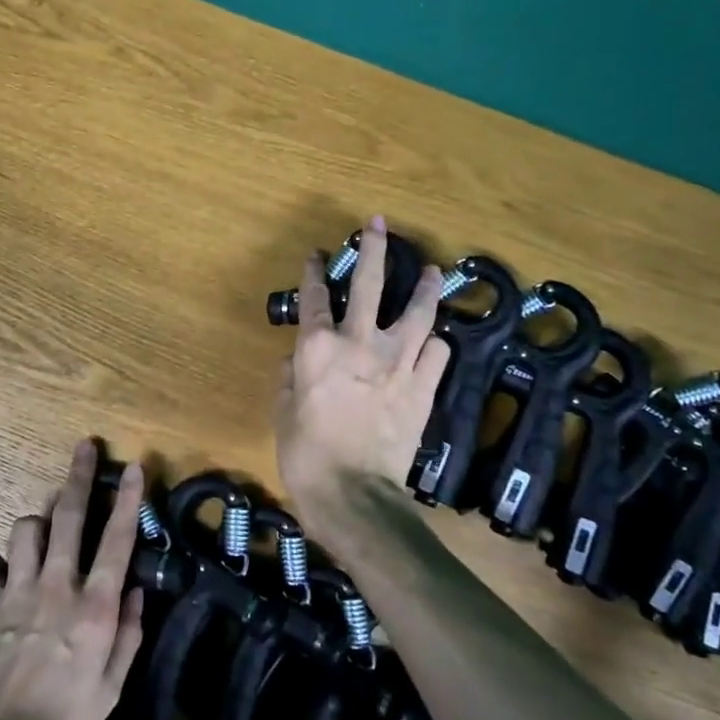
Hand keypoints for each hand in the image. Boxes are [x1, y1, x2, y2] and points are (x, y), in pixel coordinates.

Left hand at [0, 440, 145, 719]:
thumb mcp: (110, 692)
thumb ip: (127, 635)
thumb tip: (135, 590)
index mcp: (94, 607)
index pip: (117, 539)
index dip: (128, 498)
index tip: (135, 466)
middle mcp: (57, 586)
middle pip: (69, 515)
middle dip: (79, 475)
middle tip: (85, 446)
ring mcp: (16, 591)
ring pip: (26, 529)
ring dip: (39, 522)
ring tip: (46, 531)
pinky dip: (1, 562)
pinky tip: (6, 574)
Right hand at [274, 215, 449, 538]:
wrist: (355, 495)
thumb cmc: (306, 455)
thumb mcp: (282, 414)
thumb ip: (288, 380)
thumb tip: (295, 363)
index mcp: (317, 348)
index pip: (314, 298)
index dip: (313, 273)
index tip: (315, 256)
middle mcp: (359, 344)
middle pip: (371, 284)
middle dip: (373, 249)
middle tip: (378, 224)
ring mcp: (397, 363)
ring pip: (417, 312)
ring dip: (425, 288)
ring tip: (432, 270)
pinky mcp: (423, 388)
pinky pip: (436, 354)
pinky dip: (434, 344)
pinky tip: (433, 341)